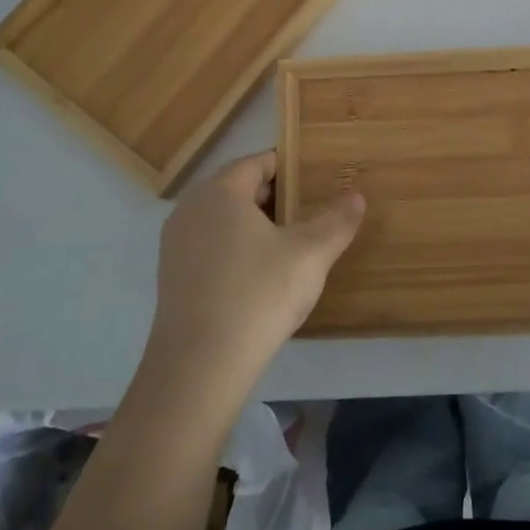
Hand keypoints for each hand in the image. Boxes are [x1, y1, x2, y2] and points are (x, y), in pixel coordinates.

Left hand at [145, 151, 365, 397]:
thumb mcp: (310, 254)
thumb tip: (357, 196)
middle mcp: (190, 209)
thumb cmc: (258, 295)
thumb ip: (336, 221)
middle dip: (273, 196)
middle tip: (309, 209)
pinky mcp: (172, 278)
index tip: (314, 178)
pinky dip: (235, 248)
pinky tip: (260, 275)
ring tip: (290, 242)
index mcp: (220, 192)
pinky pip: (210, 247)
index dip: (288, 167)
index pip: (256, 162)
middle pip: (237, 188)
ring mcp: (176, 245)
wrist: (199, 367)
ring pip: (222, 219)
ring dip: (254, 224)